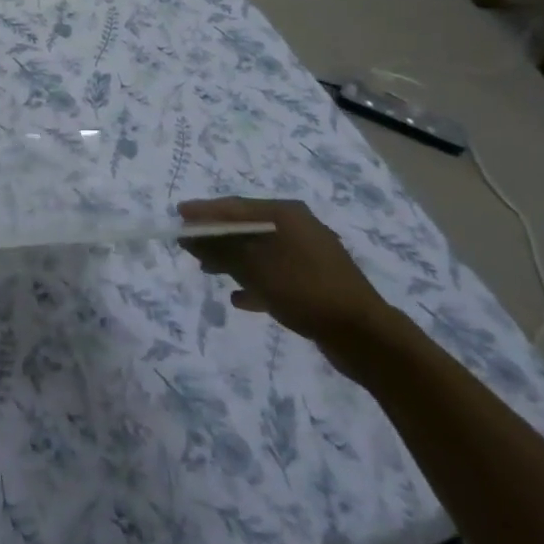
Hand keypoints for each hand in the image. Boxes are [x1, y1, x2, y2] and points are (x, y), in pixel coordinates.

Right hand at [177, 198, 395, 354]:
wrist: (365, 337)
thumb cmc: (305, 290)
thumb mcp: (255, 268)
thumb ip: (220, 248)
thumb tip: (190, 234)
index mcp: (286, 213)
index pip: (234, 206)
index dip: (204, 211)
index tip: (178, 216)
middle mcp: (298, 227)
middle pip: (246, 227)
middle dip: (216, 237)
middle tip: (190, 247)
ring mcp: (309, 255)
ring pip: (259, 252)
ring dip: (232, 260)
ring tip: (208, 272)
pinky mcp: (315, 282)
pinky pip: (275, 274)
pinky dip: (255, 281)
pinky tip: (239, 298)